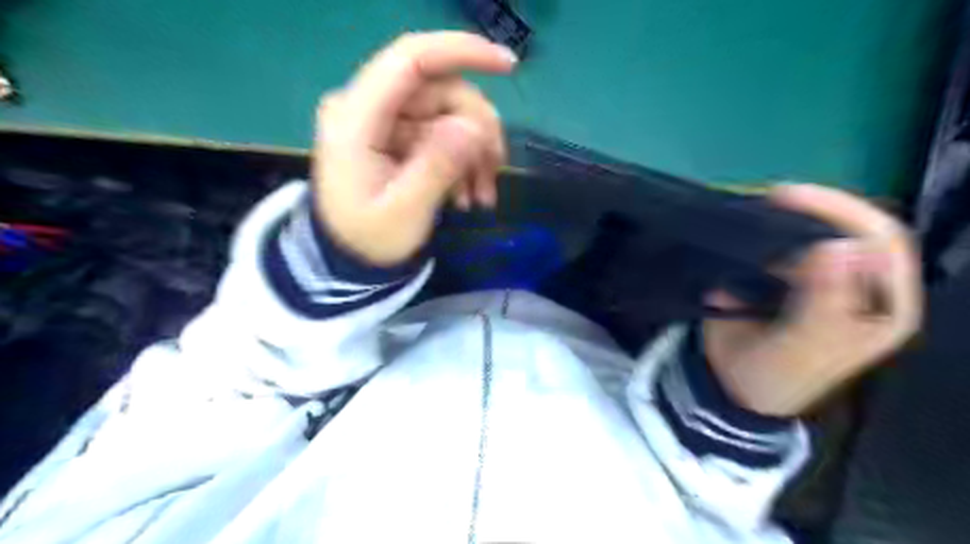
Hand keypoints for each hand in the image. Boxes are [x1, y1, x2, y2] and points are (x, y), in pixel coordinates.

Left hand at [315, 29, 518, 265]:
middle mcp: (370, 108)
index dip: (461, 51)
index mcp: (356, 118)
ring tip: (483, 195)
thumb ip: (437, 166)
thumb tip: (475, 126)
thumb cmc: (370, 240)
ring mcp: (386, 122)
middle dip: (478, 129)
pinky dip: (464, 162)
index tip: (509, 66)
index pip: (411, 60)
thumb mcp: (405, 212)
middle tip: (495, 171)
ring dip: (476, 151)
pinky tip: (469, 194)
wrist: (351, 260)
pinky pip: (444, 134)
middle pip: (441, 91)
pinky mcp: (400, 136)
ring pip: (449, 113)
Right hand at [702, 183, 918, 415]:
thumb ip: (824, 304)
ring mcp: (823, 277)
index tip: (790, 198)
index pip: (881, 241)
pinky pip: (783, 241)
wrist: (733, 386)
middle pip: (852, 227)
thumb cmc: (774, 375)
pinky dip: (765, 228)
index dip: (842, 213)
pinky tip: (746, 225)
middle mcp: (860, 285)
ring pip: (815, 230)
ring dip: (786, 216)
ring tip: (752, 209)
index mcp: (882, 305)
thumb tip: (841, 246)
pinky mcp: (789, 275)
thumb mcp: (801, 348)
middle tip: (768, 197)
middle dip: (813, 208)